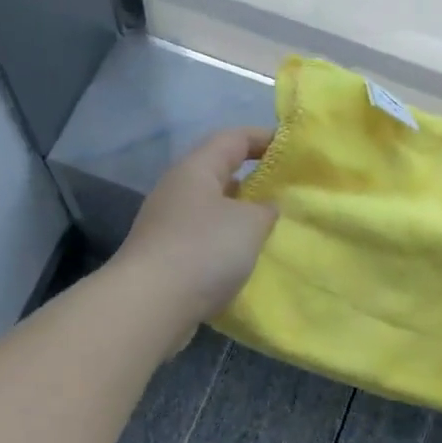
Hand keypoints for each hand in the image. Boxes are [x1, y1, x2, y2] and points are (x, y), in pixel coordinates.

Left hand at [114, 127, 278, 330]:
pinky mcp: (165, 256)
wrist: (151, 305)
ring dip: (238, 217)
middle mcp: (177, 191)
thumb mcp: (250, 224)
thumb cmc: (204, 250)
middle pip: (218, 174)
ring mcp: (167, 225)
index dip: (263, 138)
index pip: (232, 139)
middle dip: (251, 180)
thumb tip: (265, 208)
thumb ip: (265, 210)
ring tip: (269, 229)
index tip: (290, 148)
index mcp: (195, 170)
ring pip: (211, 210)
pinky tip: (242, 260)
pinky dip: (224, 244)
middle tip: (284, 193)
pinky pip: (203, 240)